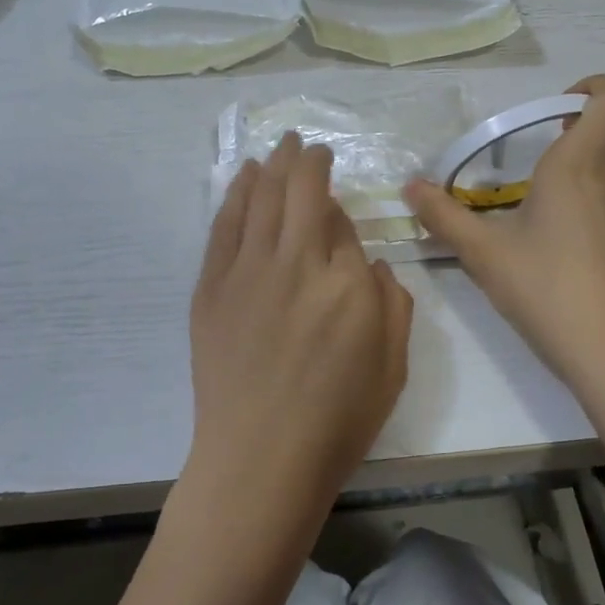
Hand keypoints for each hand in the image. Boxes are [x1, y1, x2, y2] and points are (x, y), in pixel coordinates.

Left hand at [186, 132, 413, 527]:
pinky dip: (235, 194)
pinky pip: (224, 226)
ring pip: (259, 198)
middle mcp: (297, 264)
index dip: (341, 212)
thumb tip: (370, 263)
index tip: (338, 213)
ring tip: (280, 146)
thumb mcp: (393, 368)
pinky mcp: (212, 288)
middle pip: (300, 191)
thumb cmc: (336, 422)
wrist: (259, 460)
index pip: (343, 225)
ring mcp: (248, 272)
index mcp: (348, 284)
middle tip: (308, 144)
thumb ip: (393, 305)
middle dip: (307, 160)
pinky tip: (243, 176)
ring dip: (272, 165)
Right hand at [404, 75, 604, 382]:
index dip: (596, 86)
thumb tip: (410, 188)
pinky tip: (564, 230)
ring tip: (549, 186)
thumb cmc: (546, 289)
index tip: (554, 110)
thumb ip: (443, 216)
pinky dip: (602, 186)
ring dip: (601, 149)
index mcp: (581, 164)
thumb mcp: (483, 253)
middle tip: (560, 132)